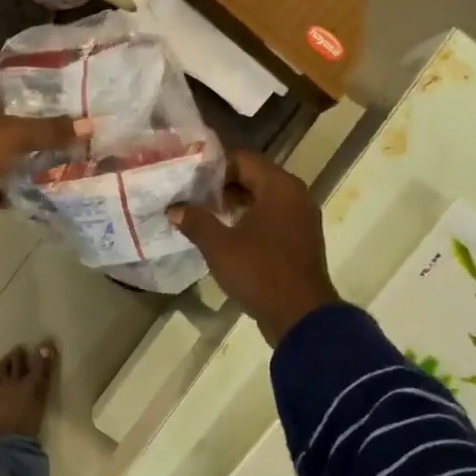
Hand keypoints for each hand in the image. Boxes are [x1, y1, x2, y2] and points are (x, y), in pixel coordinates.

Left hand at [0, 83, 91, 234]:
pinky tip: (43, 194)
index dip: (38, 91)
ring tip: (67, 163)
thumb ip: (50, 131)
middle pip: (9, 124)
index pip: (9, 87)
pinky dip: (14, 192)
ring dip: (29, 163)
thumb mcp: (14, 135)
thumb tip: (89, 126)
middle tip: (76, 133)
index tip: (70, 98)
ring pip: (4, 157)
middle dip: (40, 130)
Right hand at [169, 149, 340, 344]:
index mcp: (280, 187)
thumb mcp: (219, 246)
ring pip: (263, 198)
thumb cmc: (260, 273)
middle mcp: (295, 195)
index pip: (242, 159)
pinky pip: (272, 217)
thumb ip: (196, 221)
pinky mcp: (300, 239)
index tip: (188, 181)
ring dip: (234, 204)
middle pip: (254, 176)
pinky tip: (226, 235)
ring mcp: (301, 218)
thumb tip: (174, 208)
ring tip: (203, 216)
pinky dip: (250, 220)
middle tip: (191, 198)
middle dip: (221, 186)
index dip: (213, 167)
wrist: (299, 315)